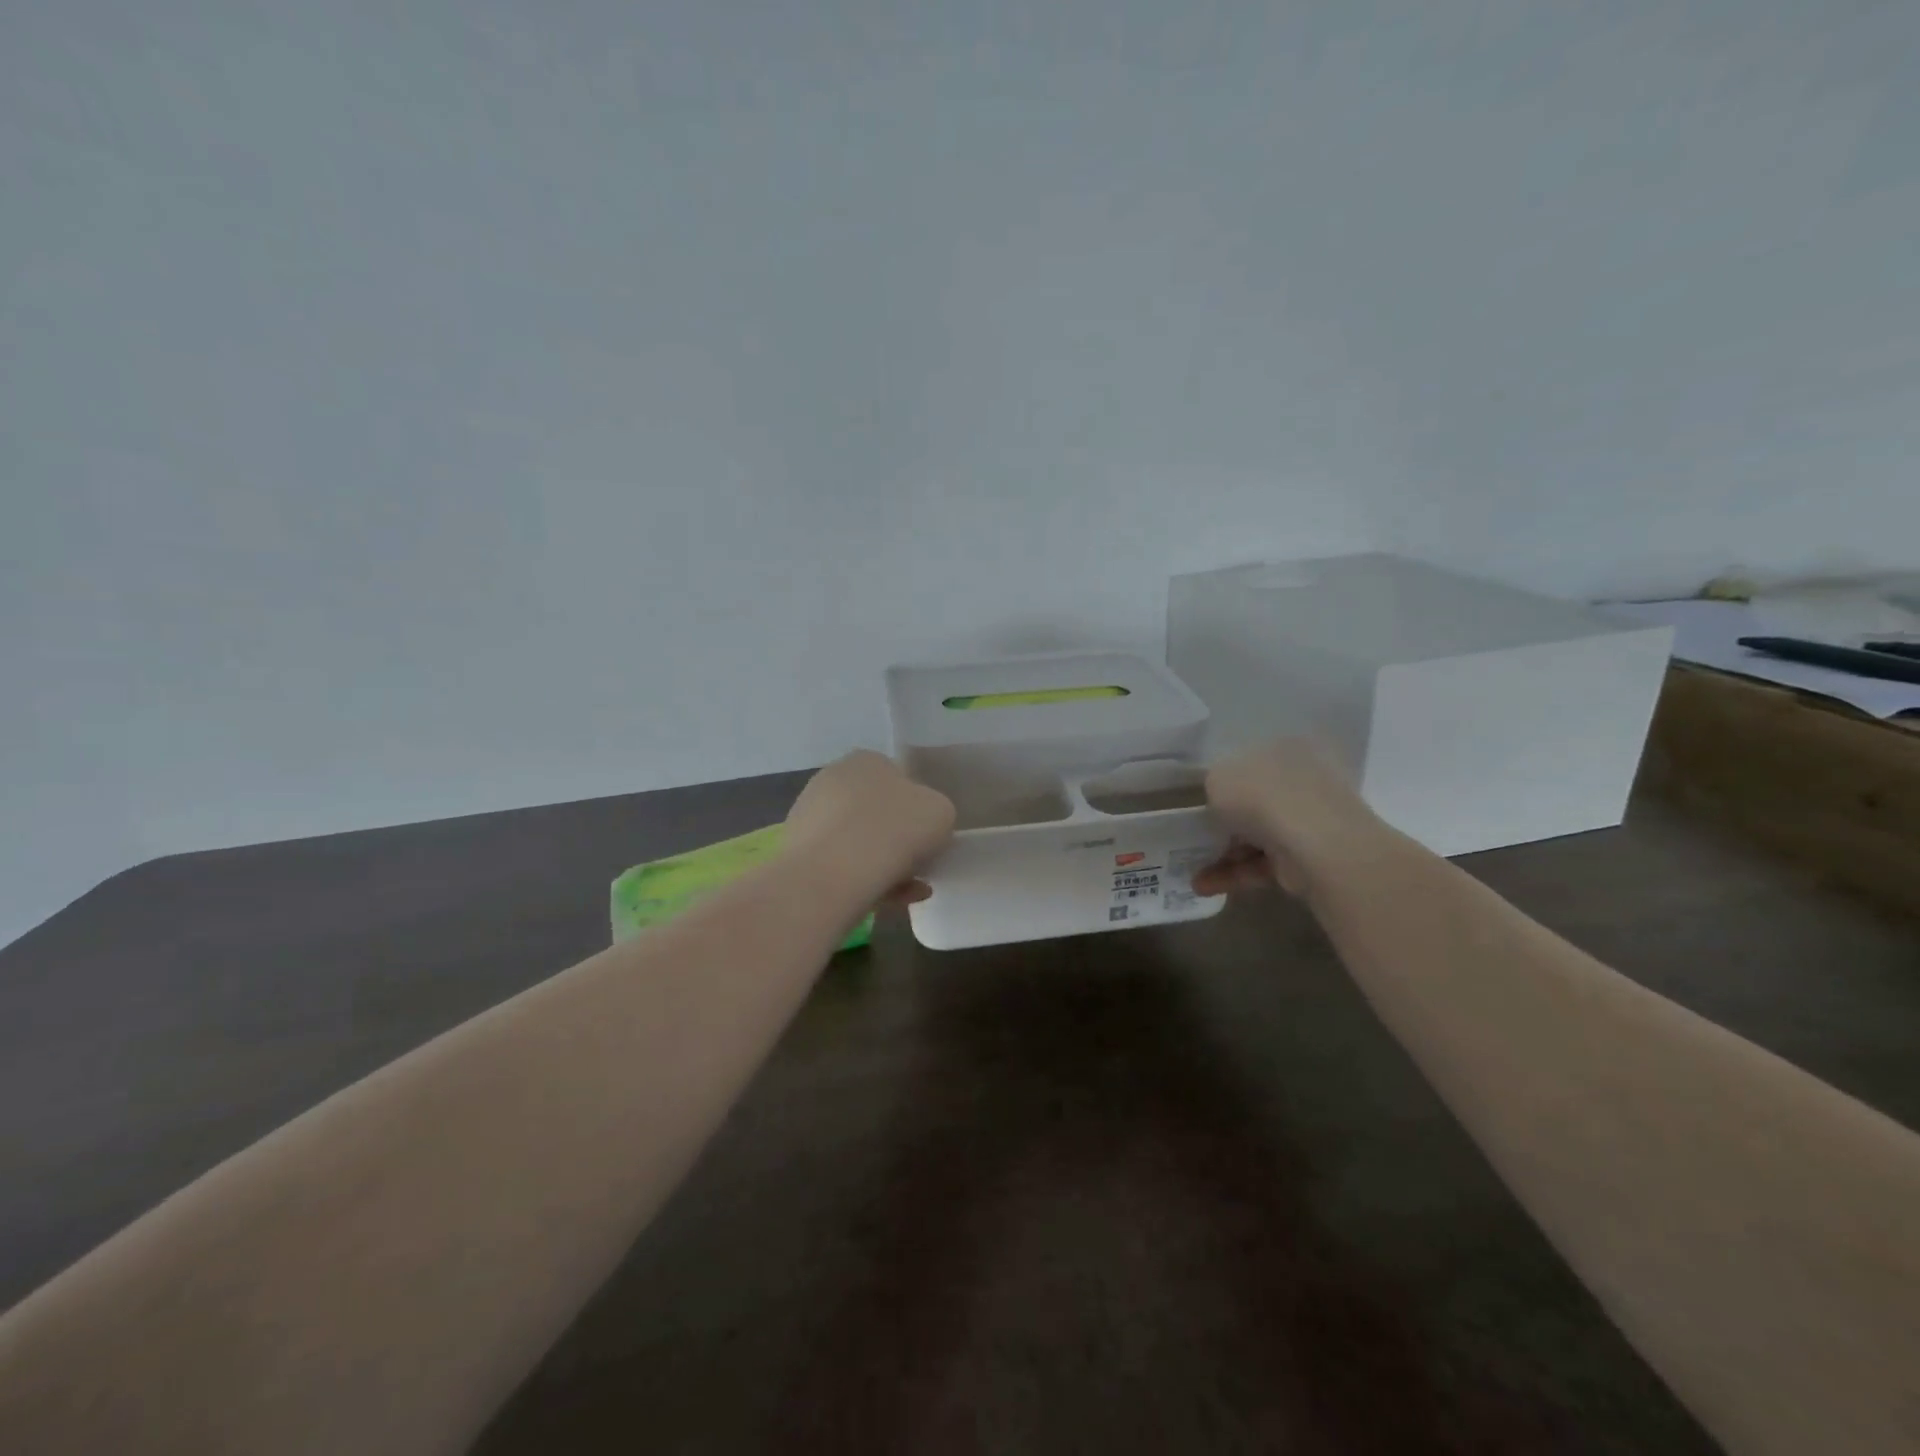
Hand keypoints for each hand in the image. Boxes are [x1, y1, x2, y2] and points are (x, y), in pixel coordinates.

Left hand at [785, 750, 955, 903]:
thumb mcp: (941, 812)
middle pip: (875, 812)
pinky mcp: (796, 851)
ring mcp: (809, 815)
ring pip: (857, 842)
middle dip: (896, 840)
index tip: (927, 837)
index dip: (916, 810)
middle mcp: (832, 779)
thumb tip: (921, 824)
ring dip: (883, 865)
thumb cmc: (894, 830)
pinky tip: (886, 902)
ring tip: (907, 893)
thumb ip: (934, 812)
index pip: (897, 780)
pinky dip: (862, 881)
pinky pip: (840, 865)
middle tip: (918, 867)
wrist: (834, 874)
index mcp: (866, 760)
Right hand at [1192, 739, 1385, 899]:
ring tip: (1191, 872)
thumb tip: (1220, 802)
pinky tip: (1205, 886)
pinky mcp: (1308, 858)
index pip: (1252, 761)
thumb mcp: (1217, 777)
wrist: (1313, 843)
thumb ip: (1214, 786)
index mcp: (1286, 749)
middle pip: (1256, 801)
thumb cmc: (1260, 795)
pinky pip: (1264, 863)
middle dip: (1224, 822)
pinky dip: (1234, 874)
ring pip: (1258, 836)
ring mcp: (1310, 821)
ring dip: (1223, 854)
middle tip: (1195, 835)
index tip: (1202, 799)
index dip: (1225, 780)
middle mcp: (1303, 780)